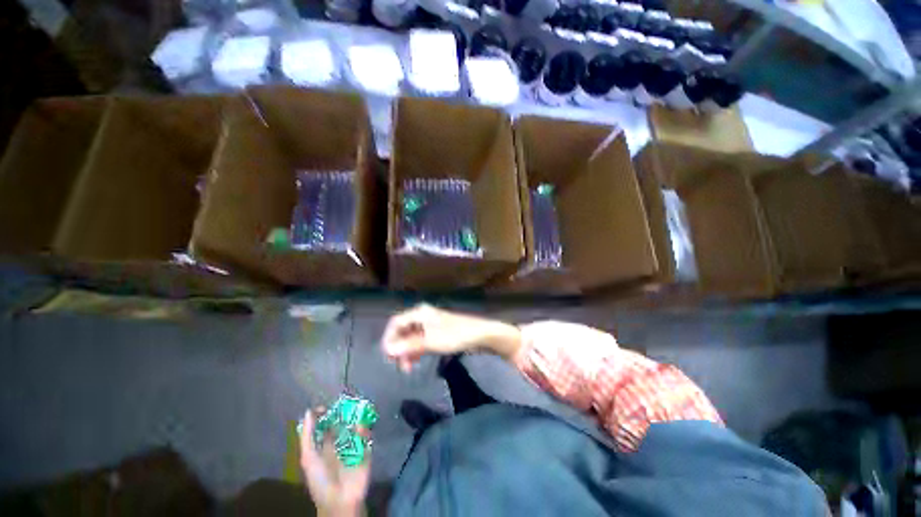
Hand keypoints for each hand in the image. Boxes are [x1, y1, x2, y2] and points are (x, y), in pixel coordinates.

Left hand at [299, 408, 369, 516]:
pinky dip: (366, 435)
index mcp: (321, 449)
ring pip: (354, 435)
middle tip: (344, 404)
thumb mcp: (307, 456)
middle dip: (341, 418)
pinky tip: (363, 426)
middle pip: (340, 430)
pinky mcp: (366, 460)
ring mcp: (352, 454)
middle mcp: (336, 450)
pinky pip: (367, 444)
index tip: (325, 407)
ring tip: (355, 411)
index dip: (323, 417)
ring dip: (355, 424)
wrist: (339, 501)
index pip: (322, 429)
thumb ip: (308, 434)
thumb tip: (309, 411)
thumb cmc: (319, 479)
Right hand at [381, 305, 521, 371]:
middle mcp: (423, 316)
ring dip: (406, 352)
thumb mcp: (431, 343)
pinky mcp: (439, 334)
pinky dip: (416, 351)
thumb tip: (388, 351)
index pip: (395, 323)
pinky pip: (421, 341)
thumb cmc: (456, 336)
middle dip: (398, 348)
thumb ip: (408, 347)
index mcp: (419, 313)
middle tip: (396, 365)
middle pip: (402, 331)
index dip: (389, 339)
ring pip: (411, 338)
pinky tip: (414, 362)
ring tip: (406, 368)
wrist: (484, 336)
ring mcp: (431, 325)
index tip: (387, 356)